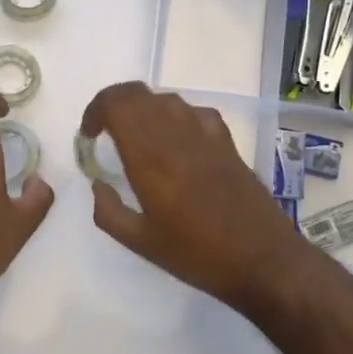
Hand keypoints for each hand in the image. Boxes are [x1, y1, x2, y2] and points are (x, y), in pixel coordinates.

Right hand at [79, 82, 308, 307]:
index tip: (89, 135)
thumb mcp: (140, 242)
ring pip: (165, 99)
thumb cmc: (197, 254)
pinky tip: (176, 143)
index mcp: (150, 156)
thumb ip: (109, 211)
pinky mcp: (226, 141)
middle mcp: (176, 134)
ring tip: (137, 139)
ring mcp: (205, 133)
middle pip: (137, 93)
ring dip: (143, 110)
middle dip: (114, 105)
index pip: (116, 104)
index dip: (95, 110)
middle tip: (105, 132)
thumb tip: (98, 185)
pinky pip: (193, 111)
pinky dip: (175, 117)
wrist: (262, 259)